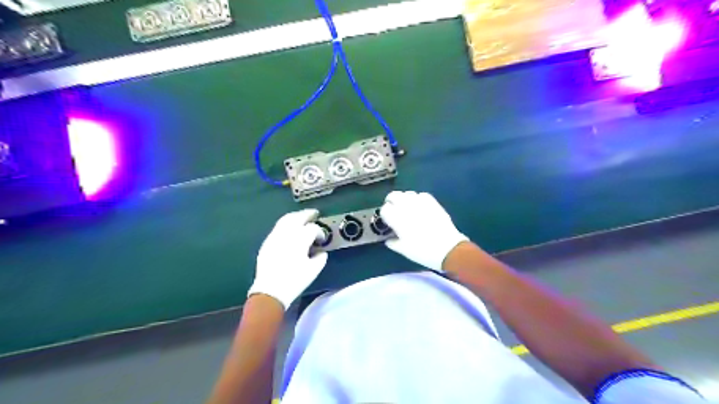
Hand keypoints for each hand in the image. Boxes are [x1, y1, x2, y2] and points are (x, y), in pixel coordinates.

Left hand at [247, 210, 325, 310]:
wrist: (270, 291)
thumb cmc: (294, 281)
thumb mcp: (313, 270)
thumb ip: (321, 258)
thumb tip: (321, 252)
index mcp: (300, 239)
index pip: (312, 228)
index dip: (320, 232)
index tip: (322, 239)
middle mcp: (286, 233)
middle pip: (298, 217)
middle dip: (307, 214)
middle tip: (314, 214)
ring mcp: (275, 236)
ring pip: (285, 219)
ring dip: (295, 216)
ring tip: (302, 218)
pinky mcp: (267, 242)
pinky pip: (277, 228)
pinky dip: (286, 224)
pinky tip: (289, 230)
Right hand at [379, 190, 469, 271]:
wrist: (447, 248)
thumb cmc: (422, 251)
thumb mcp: (403, 250)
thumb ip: (393, 243)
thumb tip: (388, 239)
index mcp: (397, 218)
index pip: (384, 209)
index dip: (385, 214)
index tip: (388, 221)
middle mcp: (406, 206)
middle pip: (393, 196)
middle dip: (391, 202)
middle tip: (394, 211)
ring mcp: (420, 202)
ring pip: (407, 194)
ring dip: (404, 200)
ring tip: (407, 209)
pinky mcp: (432, 202)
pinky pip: (421, 195)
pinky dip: (417, 199)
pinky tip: (419, 207)